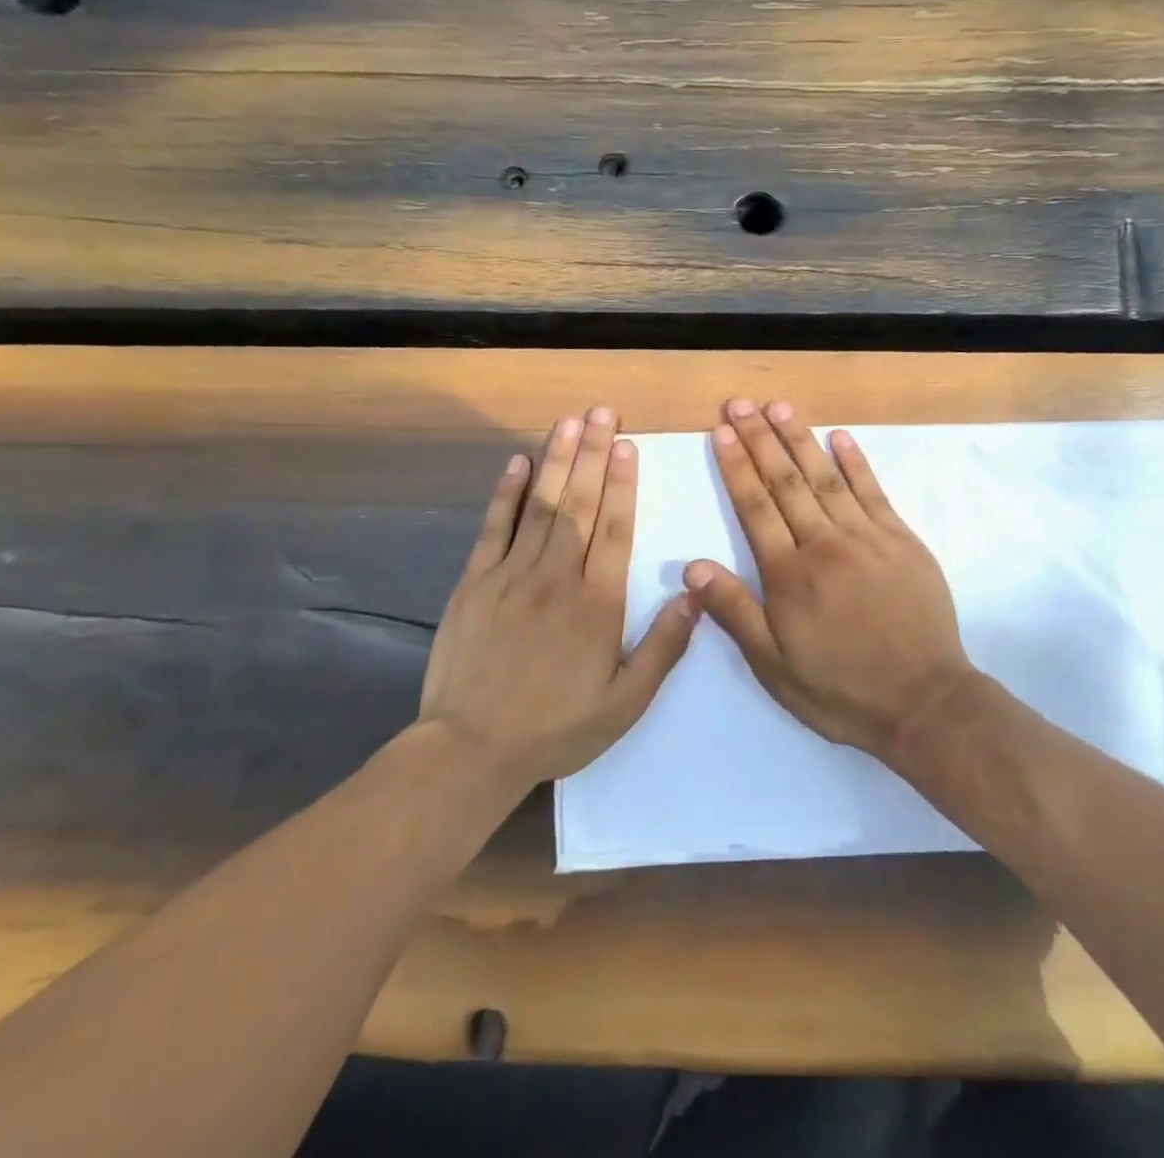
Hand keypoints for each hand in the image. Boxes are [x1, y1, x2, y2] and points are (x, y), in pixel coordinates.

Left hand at [419, 407, 697, 787]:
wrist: (470, 750)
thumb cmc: (556, 728)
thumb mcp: (625, 703)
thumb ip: (663, 647)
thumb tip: (693, 594)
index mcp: (598, 603)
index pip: (616, 529)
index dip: (623, 483)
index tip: (628, 445)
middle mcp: (558, 577)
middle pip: (580, 504)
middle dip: (592, 454)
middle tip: (601, 412)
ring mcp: (512, 575)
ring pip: (541, 505)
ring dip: (557, 459)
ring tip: (568, 422)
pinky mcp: (475, 583)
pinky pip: (494, 528)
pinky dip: (506, 492)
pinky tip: (517, 462)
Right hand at [683, 398, 976, 759]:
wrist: (923, 701)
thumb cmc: (841, 689)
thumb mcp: (775, 666)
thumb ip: (735, 612)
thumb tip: (692, 566)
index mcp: (790, 574)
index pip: (755, 507)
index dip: (736, 466)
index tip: (721, 432)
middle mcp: (825, 543)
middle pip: (786, 481)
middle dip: (760, 439)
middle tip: (741, 403)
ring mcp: (868, 536)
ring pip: (826, 477)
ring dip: (800, 439)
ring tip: (779, 407)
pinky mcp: (902, 539)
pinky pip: (874, 491)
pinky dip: (855, 461)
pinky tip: (839, 437)